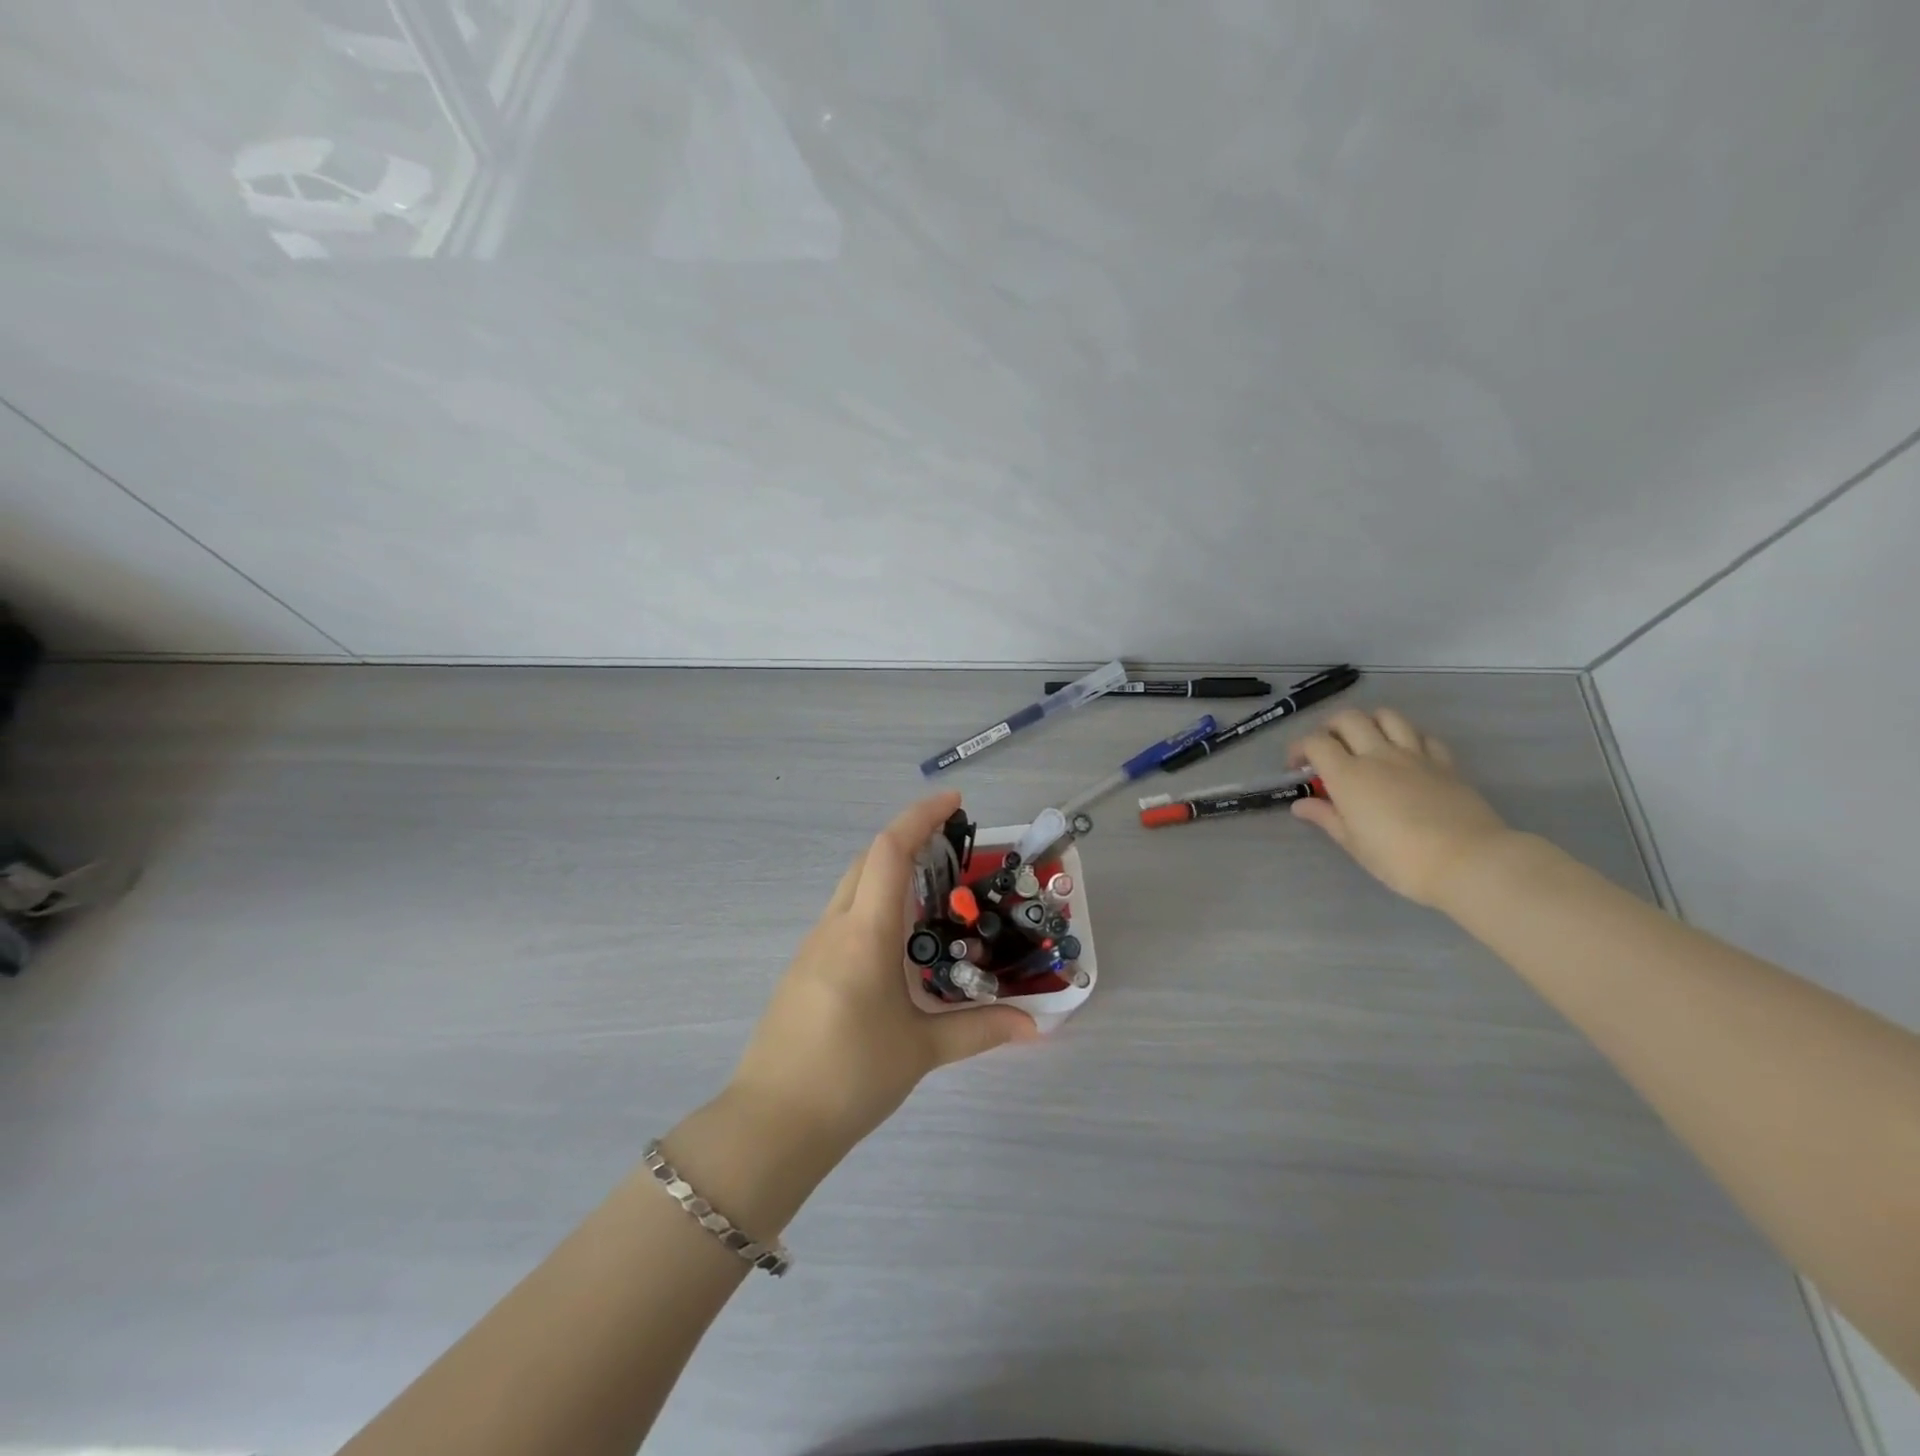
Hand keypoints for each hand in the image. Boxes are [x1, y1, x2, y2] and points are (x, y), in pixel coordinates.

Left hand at [725, 792, 1038, 1158]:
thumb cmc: (850, 1076)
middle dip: (908, 838)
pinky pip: (843, 916)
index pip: (889, 851)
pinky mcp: (804, 968)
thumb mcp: (922, 1050)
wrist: (772, 1122)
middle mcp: (835, 926)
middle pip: (868, 859)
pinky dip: (874, 904)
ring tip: (934, 892)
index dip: (920, 816)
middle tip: (952, 846)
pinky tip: (898, 941)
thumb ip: (980, 1030)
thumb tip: (1036, 1026)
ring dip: (889, 872)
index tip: (955, 802)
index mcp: (865, 933)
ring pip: (853, 887)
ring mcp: (813, 946)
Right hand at [1288, 708, 1517, 907]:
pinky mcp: (1444, 763)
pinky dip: (1407, 737)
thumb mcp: (1354, 843)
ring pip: (1387, 716)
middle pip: (1348, 719)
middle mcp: (1378, 755)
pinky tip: (1405, 755)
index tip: (1296, 768)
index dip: (1299, 749)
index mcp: (1348, 775)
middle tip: (1328, 750)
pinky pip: (1423, 736)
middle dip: (1330, 728)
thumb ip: (1326, 817)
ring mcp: (1415, 755)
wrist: (1469, 861)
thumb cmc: (1400, 859)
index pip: (1315, 742)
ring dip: (1369, 723)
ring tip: (1366, 743)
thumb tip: (1301, 804)